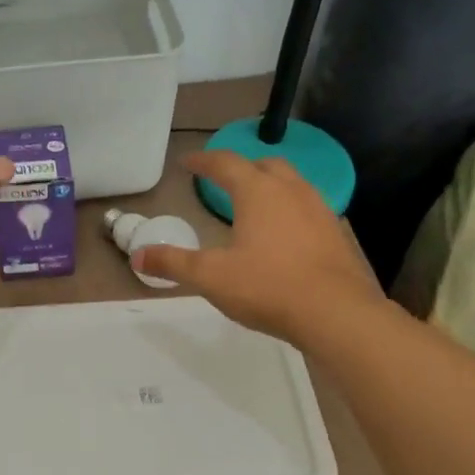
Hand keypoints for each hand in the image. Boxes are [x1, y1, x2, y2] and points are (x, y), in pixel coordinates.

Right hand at [132, 150, 383, 344]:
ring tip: (255, 206)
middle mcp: (292, 191)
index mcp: (258, 192)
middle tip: (224, 181)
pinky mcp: (337, 234)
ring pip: (292, 184)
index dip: (203, 161)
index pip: (226, 164)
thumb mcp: (211, 277)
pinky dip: (291, 211)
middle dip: (242, 169)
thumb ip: (173, 264)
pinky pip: (309, 209)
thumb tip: (137, 256)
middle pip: (265, 165)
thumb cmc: (268, 287)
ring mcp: (320, 210)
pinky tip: (285, 236)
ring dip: (270, 187)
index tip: (187, 162)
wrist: (336, 313)